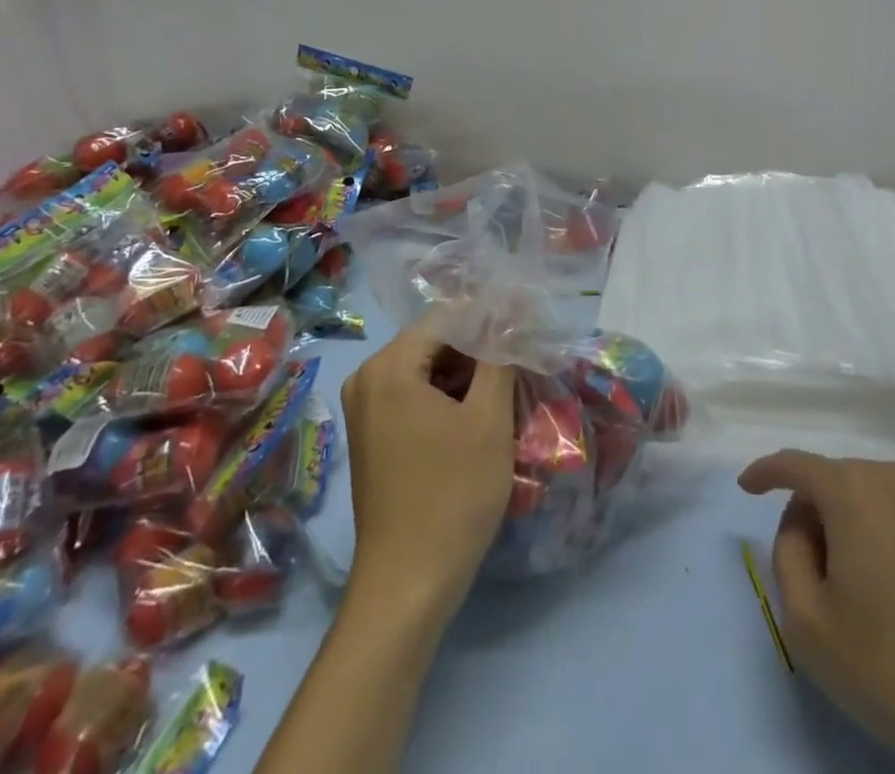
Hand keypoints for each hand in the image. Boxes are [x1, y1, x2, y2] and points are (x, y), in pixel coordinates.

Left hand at [341, 313, 516, 626]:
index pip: (448, 317)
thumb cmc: (453, 496)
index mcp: (389, 366)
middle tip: (523, 362)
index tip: (528, 330)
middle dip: (480, 349)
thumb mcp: (489, 418)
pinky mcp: (373, 435)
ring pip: (428, 369)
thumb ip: (500, 354)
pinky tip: (481, 417)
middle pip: (435, 342)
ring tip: (509, 389)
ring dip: (468, 375)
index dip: (491, 319)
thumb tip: (512, 308)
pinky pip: (415, 395)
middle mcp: (368, 378)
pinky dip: (448, 398)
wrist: (408, 587)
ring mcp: (366, 408)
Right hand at [739, 451, 894, 773]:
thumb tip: (802, 525)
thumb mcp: (805, 618)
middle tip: (803, 571)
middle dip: (807, 513)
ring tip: (843, 586)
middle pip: (829, 481)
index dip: (764, 472)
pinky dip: (871, 533)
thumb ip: (786, 554)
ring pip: (861, 496)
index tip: (744, 487)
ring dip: (840, 525)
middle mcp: (890, 478)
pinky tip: (878, 586)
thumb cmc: (886, 662)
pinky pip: (891, 513)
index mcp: (852, 488)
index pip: (795, 464)